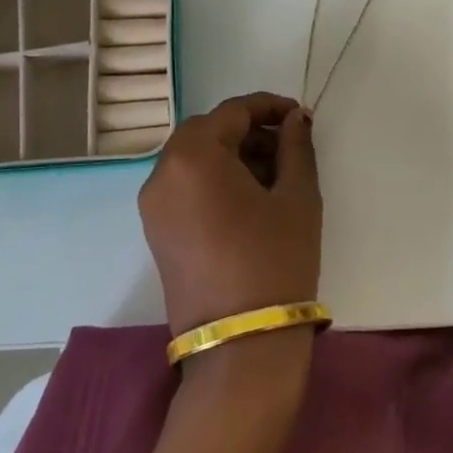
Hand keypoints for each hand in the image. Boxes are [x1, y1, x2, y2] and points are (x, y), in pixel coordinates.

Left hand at [138, 92, 320, 336]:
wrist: (241, 345)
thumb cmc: (275, 260)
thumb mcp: (297, 196)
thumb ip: (296, 147)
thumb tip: (294, 119)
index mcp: (193, 156)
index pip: (232, 112)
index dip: (268, 107)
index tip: (299, 116)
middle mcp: (162, 172)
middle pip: (207, 132)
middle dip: (248, 131)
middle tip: (288, 146)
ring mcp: (153, 205)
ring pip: (193, 159)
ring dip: (231, 155)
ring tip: (274, 174)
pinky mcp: (156, 231)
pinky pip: (184, 185)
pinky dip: (214, 179)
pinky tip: (249, 198)